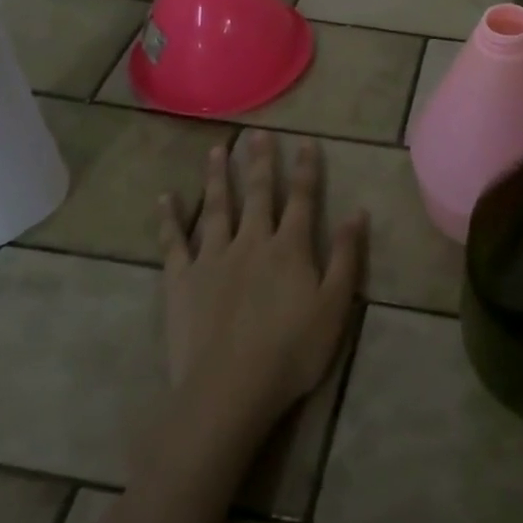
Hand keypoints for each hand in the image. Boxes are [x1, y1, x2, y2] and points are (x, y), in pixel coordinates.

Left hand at [158, 130, 365, 443]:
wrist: (228, 389)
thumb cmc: (291, 351)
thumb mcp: (334, 306)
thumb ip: (346, 256)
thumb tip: (358, 211)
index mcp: (289, 247)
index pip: (301, 198)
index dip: (306, 169)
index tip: (306, 141)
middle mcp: (251, 241)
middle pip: (257, 193)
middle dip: (259, 161)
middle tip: (257, 133)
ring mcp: (213, 258)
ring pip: (216, 207)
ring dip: (217, 177)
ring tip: (217, 149)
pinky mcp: (182, 280)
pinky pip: (173, 243)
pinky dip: (169, 219)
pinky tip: (165, 198)